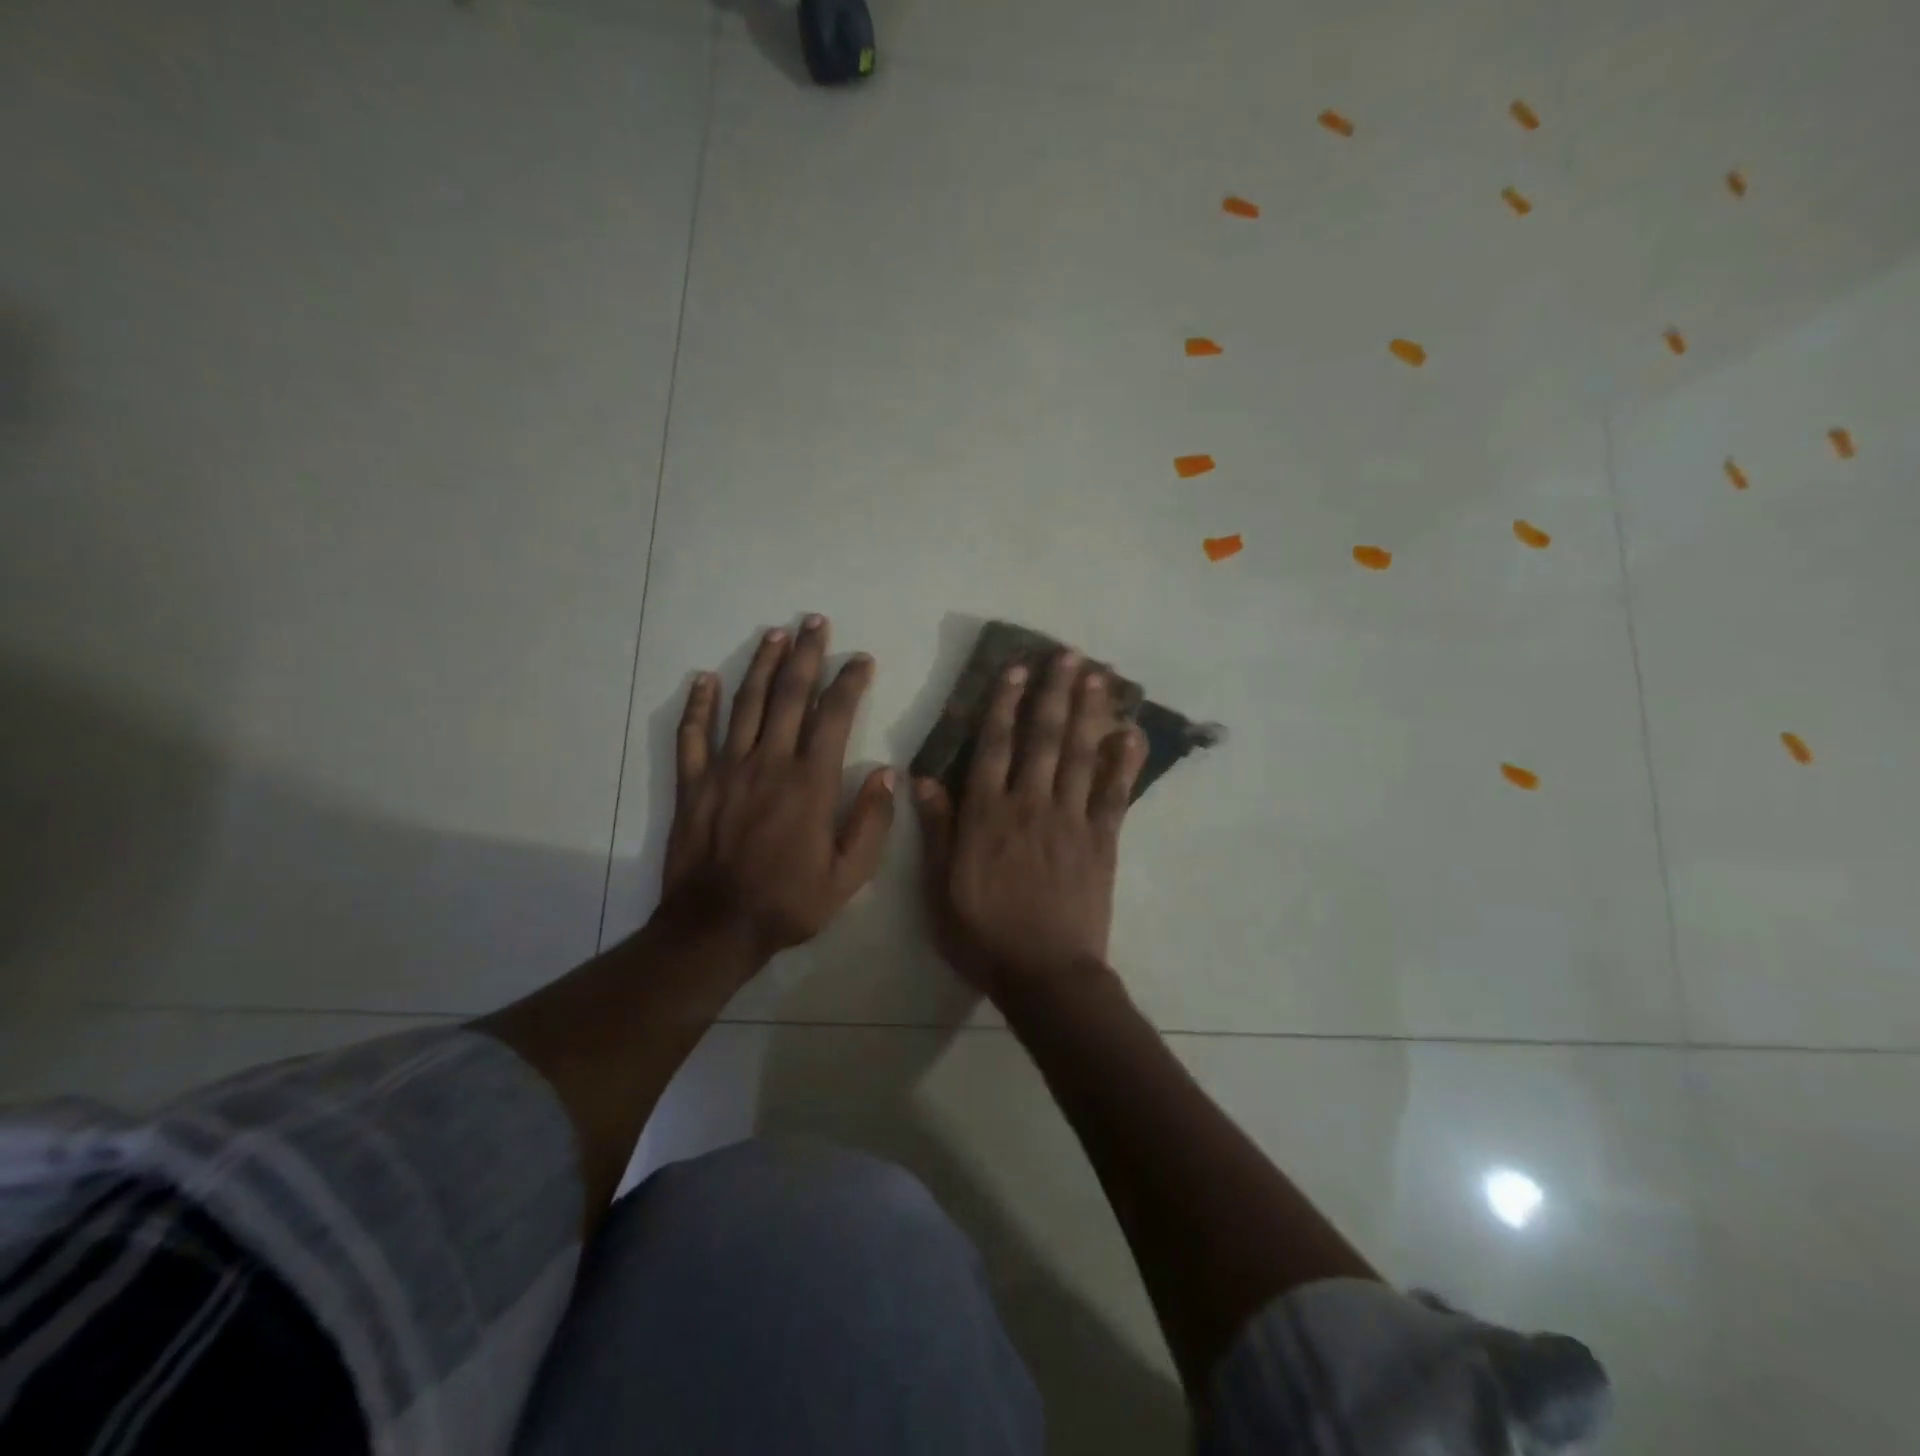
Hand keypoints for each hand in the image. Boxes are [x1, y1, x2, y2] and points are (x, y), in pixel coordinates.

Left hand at [660, 616, 894, 963]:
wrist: (716, 927)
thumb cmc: (789, 902)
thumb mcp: (849, 876)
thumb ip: (871, 823)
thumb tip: (887, 774)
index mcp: (810, 782)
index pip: (834, 716)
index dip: (849, 682)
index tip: (861, 660)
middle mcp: (769, 763)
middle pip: (788, 695)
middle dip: (805, 655)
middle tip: (814, 621)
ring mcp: (726, 769)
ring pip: (744, 704)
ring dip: (760, 665)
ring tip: (774, 634)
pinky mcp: (694, 784)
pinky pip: (693, 735)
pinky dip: (699, 705)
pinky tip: (704, 679)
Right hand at [913, 649, 1147, 999]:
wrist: (1045, 974)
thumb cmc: (984, 935)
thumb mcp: (940, 887)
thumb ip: (937, 829)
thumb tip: (923, 777)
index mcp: (987, 815)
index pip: (994, 747)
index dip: (1004, 705)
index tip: (1016, 670)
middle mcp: (1030, 805)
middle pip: (1043, 739)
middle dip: (1054, 693)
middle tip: (1068, 655)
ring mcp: (1070, 820)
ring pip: (1079, 755)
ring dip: (1088, 713)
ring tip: (1097, 677)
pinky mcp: (1102, 840)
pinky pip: (1114, 794)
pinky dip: (1124, 762)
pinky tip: (1132, 734)